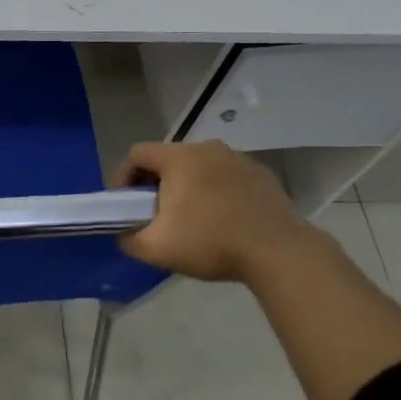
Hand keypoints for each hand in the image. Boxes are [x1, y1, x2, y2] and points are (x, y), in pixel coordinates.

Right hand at [111, 140, 311, 283]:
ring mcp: (237, 158)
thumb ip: (129, 240)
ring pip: (199, 167)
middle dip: (155, 183)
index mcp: (179, 157)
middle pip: (168, 159)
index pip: (137, 154)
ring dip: (187, 186)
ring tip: (190, 218)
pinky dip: (215, 191)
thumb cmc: (211, 242)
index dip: (122, 177)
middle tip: (154, 213)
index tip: (123, 203)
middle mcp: (207, 148)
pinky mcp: (261, 174)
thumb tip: (122, 235)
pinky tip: (222, 219)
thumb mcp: (157, 249)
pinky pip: (226, 176)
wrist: (278, 251)